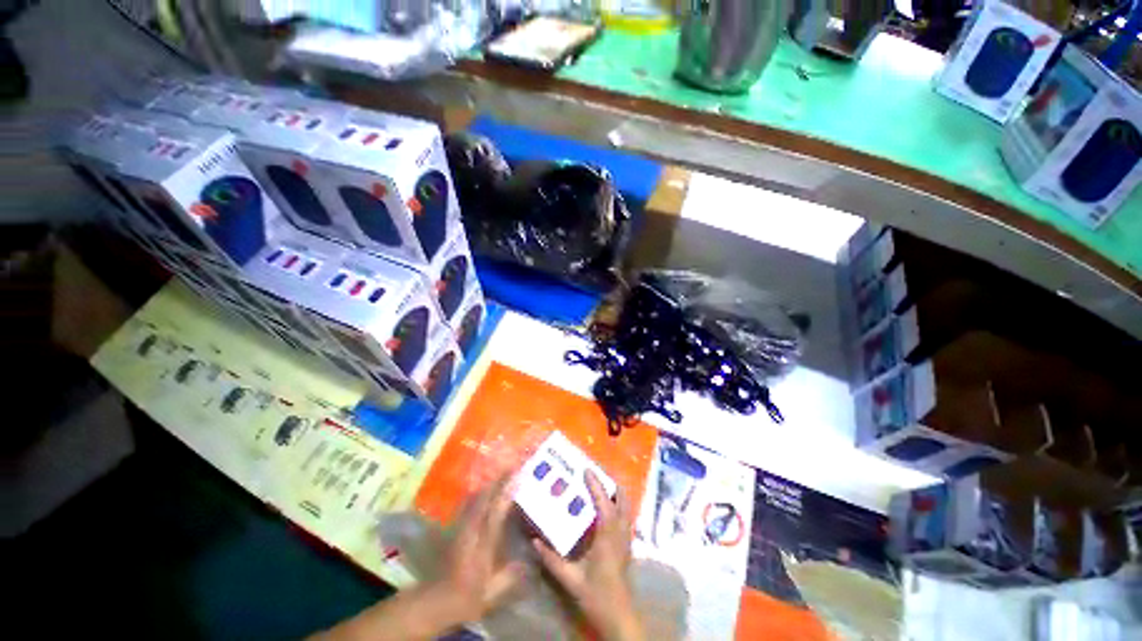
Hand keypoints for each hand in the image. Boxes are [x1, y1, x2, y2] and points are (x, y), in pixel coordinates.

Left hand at [432, 473, 524, 623]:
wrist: (436, 600)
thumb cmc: (467, 596)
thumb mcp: (492, 593)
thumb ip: (511, 575)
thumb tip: (533, 562)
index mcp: (482, 543)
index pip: (496, 511)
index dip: (507, 492)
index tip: (519, 475)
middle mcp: (471, 528)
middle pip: (485, 496)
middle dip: (500, 478)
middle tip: (514, 462)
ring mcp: (462, 525)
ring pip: (477, 496)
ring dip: (491, 480)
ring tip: (504, 467)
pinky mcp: (457, 526)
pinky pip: (471, 501)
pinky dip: (482, 489)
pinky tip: (488, 484)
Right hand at [533, 471, 642, 640]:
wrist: (619, 615)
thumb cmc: (596, 595)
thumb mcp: (571, 579)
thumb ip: (552, 560)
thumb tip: (534, 541)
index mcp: (608, 537)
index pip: (604, 503)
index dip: (596, 485)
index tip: (587, 470)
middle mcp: (621, 532)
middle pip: (622, 498)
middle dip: (610, 481)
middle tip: (595, 472)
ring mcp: (627, 536)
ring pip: (626, 505)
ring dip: (614, 491)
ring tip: (600, 482)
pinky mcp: (628, 542)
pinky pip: (625, 514)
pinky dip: (617, 502)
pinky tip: (605, 504)